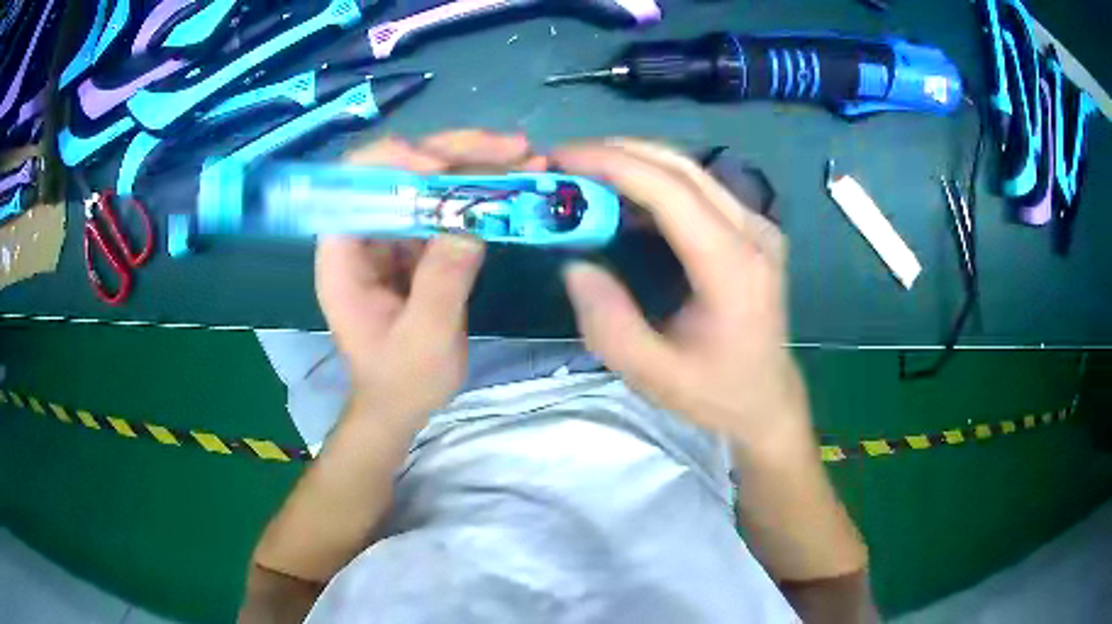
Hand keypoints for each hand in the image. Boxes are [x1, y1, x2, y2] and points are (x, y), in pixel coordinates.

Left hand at [317, 131, 547, 422]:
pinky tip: (517, 181)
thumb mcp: (424, 339)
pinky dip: (482, 191)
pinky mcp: (417, 243)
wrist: (401, 405)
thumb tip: (475, 220)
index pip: (354, 183)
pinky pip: (447, 205)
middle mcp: (363, 233)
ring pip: (429, 180)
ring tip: (526, 157)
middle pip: (401, 170)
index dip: (394, 162)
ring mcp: (392, 234)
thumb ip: (444, 280)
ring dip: (477, 163)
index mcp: (343, 255)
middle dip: (455, 152)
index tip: (442, 167)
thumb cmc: (400, 381)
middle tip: (513, 147)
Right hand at [553, 139, 810, 452]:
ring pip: (690, 171)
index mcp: (733, 267)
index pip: (670, 191)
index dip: (613, 164)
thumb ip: (607, 322)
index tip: (562, 157)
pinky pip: (699, 189)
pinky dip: (654, 182)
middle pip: (681, 167)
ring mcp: (758, 226)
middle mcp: (753, 233)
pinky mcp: (752, 230)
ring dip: (634, 162)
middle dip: (617, 152)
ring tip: (584, 172)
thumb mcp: (652, 374)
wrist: (768, 401)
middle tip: (564, 159)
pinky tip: (622, 196)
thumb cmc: (715, 393)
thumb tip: (574, 265)